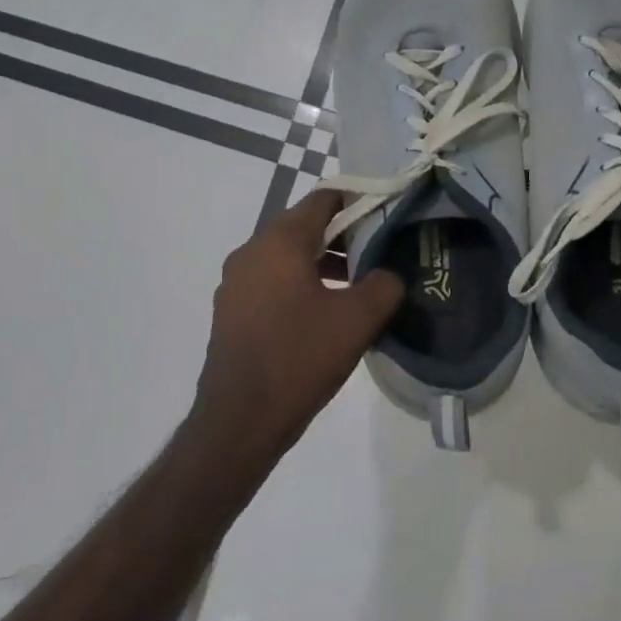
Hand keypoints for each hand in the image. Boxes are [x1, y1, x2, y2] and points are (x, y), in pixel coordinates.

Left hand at [193, 191, 404, 465]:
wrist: (238, 421)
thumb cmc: (299, 358)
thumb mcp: (356, 321)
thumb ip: (384, 286)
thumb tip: (389, 275)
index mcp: (280, 241)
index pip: (323, 198)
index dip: (357, 201)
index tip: (385, 216)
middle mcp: (252, 251)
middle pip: (304, 226)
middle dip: (342, 236)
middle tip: (377, 254)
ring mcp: (236, 282)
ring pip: (287, 256)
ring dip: (322, 263)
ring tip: (356, 287)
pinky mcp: (231, 310)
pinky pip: (271, 281)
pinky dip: (299, 284)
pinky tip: (323, 314)